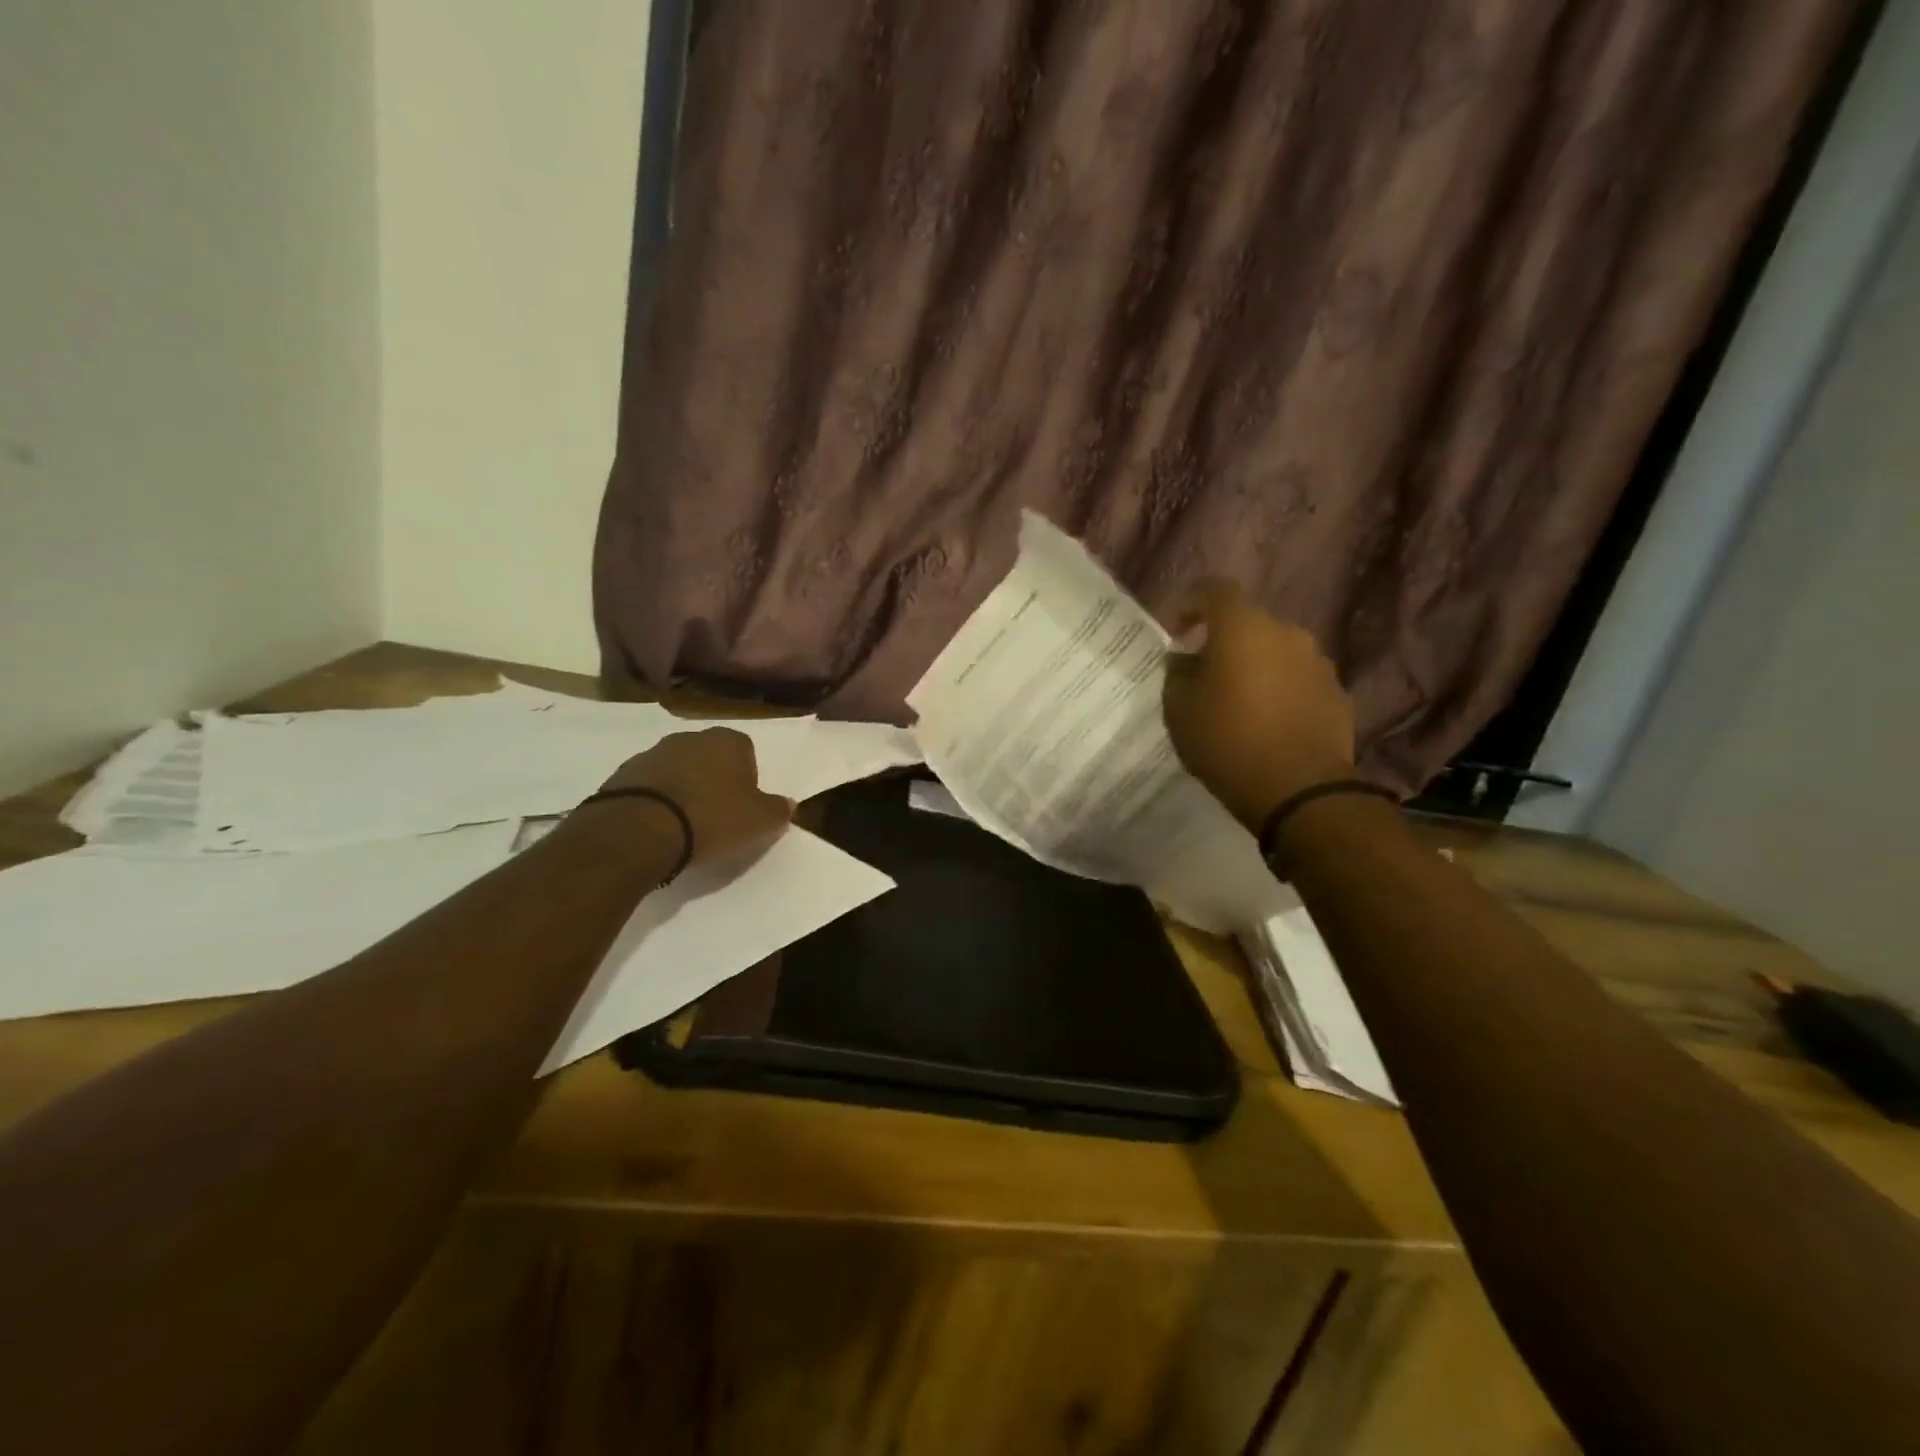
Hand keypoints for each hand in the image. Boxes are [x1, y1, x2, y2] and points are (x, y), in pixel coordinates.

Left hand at [595, 727, 793, 868]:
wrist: (638, 831)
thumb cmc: (711, 819)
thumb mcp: (761, 821)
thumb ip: (779, 810)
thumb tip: (788, 803)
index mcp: (727, 740)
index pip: (746, 751)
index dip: (748, 779)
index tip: (744, 806)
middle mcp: (689, 737)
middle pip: (710, 758)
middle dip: (714, 781)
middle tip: (717, 816)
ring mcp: (651, 753)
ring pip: (678, 770)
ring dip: (683, 790)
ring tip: (684, 825)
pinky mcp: (621, 775)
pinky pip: (649, 787)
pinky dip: (656, 802)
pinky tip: (658, 827)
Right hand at [1162, 581, 1357, 831]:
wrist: (1299, 790)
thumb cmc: (1227, 741)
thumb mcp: (1179, 709)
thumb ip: (1177, 673)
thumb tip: (1185, 658)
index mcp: (1243, 628)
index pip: (1214, 591)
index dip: (1190, 604)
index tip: (1177, 632)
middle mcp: (1286, 633)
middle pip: (1248, 624)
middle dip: (1224, 643)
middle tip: (1204, 675)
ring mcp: (1318, 663)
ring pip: (1276, 653)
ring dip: (1255, 668)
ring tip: (1238, 704)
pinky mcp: (1336, 693)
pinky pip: (1298, 681)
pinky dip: (1280, 691)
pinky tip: (1268, 724)